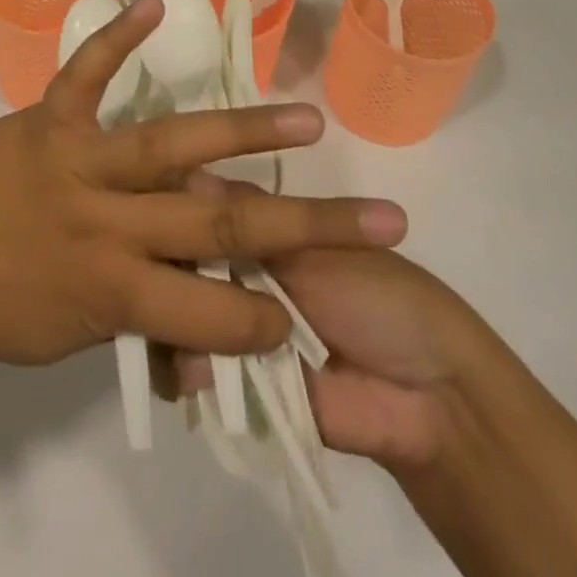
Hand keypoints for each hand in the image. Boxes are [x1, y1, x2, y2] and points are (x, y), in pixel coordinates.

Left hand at [0, 0, 407, 366]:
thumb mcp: (61, 342)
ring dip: (243, 130)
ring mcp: (78, 159)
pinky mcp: (45, 116)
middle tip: (379, 216)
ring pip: (173, 143)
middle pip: (221, 225)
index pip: (214, 313)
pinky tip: (153, 1)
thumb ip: (134, 322)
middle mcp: (107, 221)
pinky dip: (117, 35)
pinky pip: (87, 71)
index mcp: (111, 290)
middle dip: (306, 226)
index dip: (269, 320)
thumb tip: (200, 323)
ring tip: (306, 122)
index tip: (313, 313)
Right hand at [174, 182, 472, 471]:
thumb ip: (249, 225)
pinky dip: (188, 367)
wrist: (428, 397)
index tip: (148, 212)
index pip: (205, 213)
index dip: (177, 211)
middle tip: (155, 274)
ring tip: (173, 328)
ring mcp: (239, 327)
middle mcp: (243, 274)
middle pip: (185, 265)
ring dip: (174, 321)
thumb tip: (187, 179)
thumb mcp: (316, 248)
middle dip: (167, 269)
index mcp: (264, 234)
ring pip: (183, 314)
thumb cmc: (380, 298)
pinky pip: (198, 367)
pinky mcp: (242, 381)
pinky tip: (189, 369)